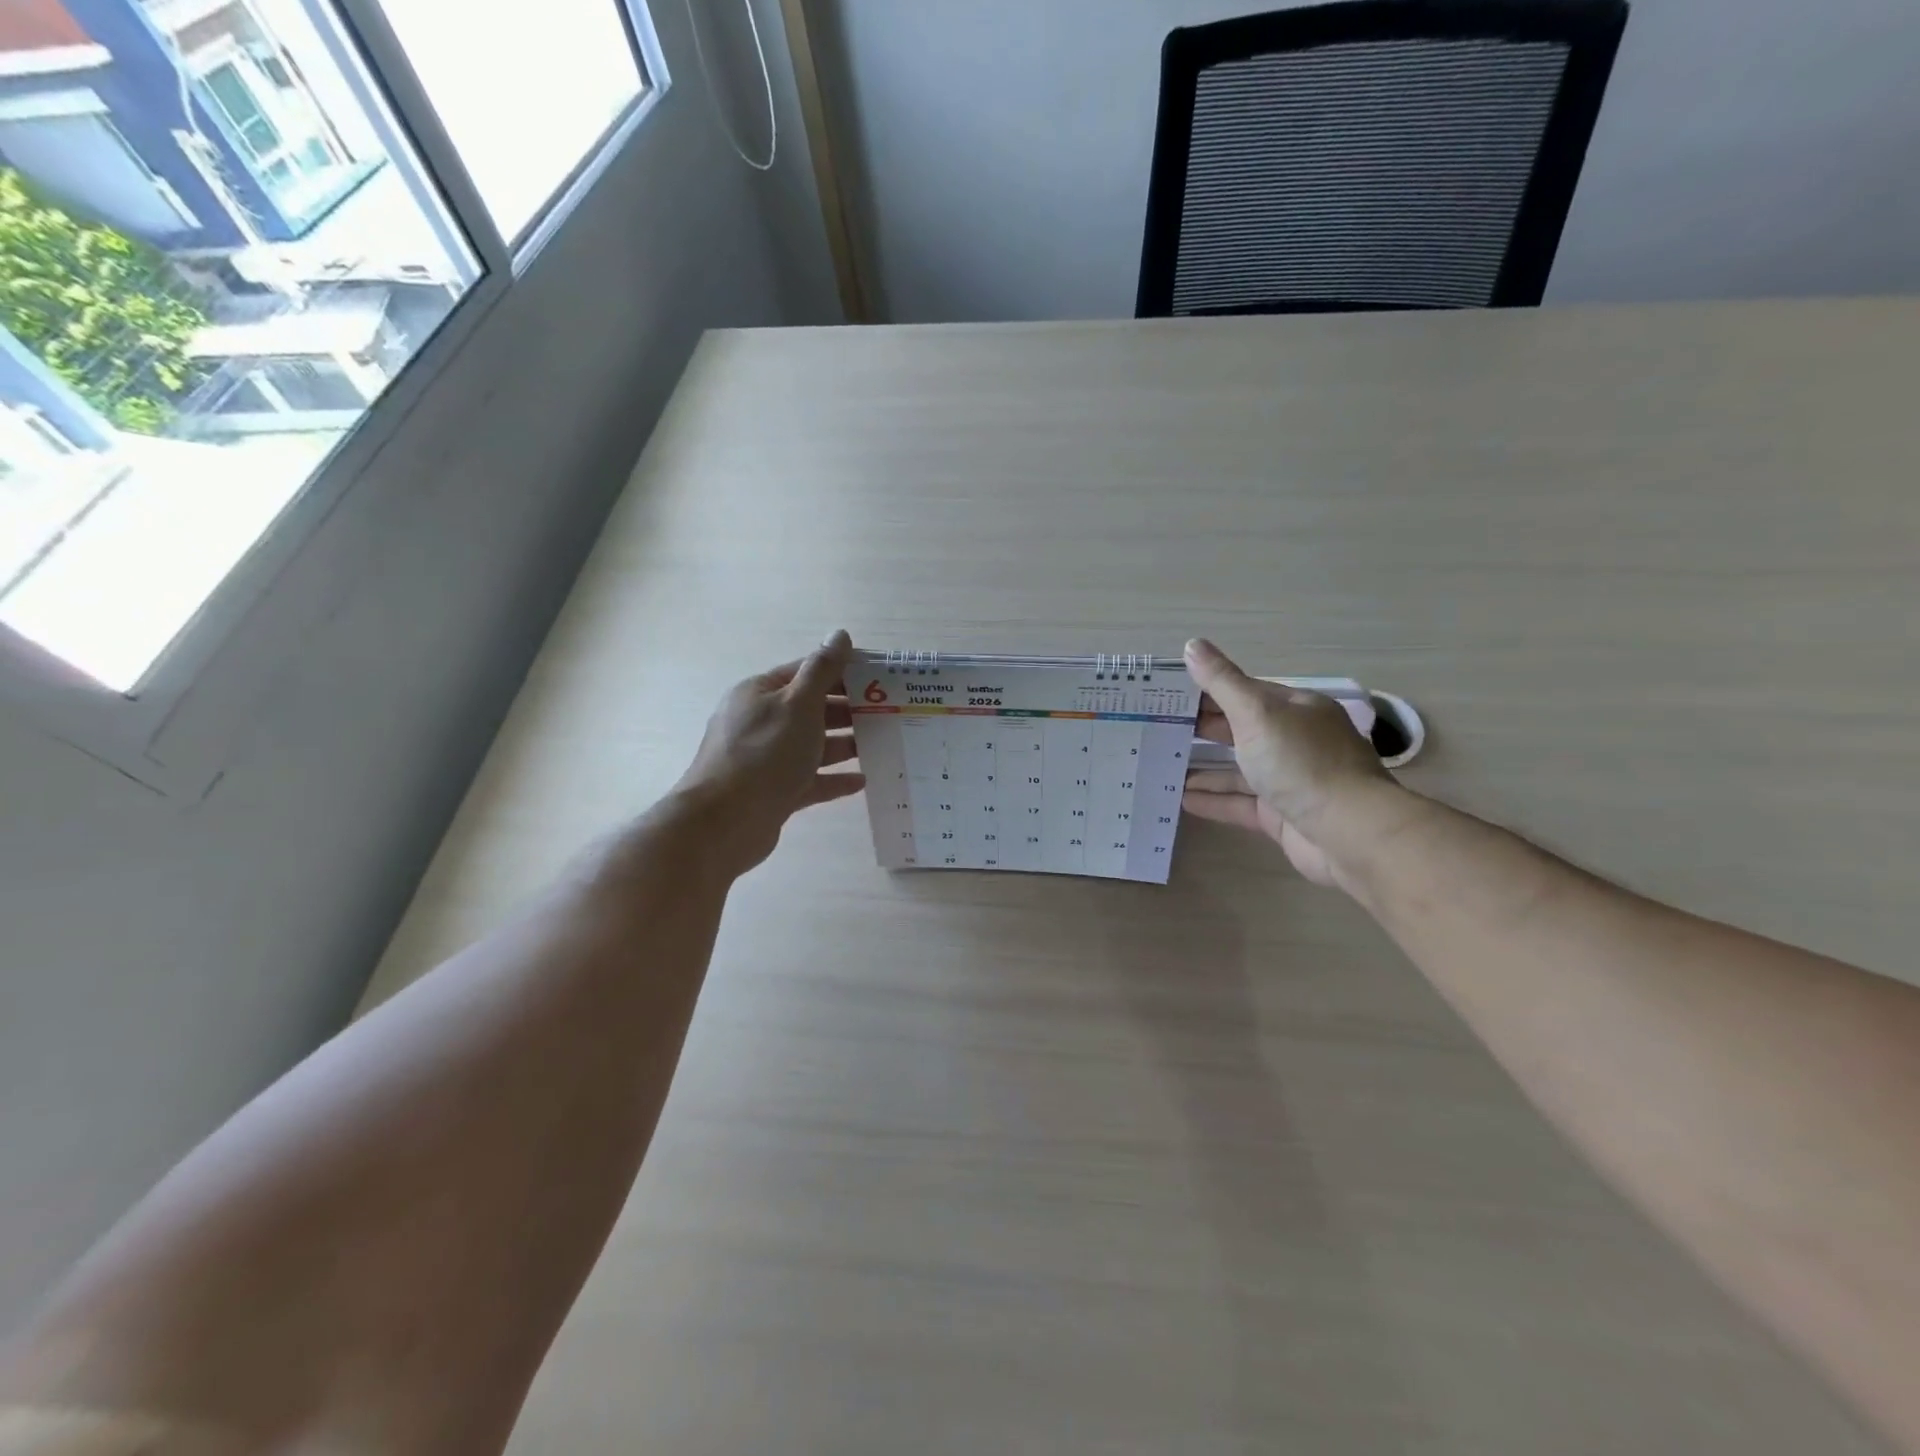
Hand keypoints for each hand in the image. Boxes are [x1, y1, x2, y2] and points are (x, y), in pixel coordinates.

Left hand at [673, 631, 864, 873]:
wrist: (724, 822)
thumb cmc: (764, 754)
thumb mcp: (798, 704)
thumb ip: (822, 670)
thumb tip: (839, 635)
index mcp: (761, 693)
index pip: (807, 671)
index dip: (843, 671)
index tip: (880, 678)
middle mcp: (760, 721)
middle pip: (811, 709)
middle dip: (849, 710)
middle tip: (889, 714)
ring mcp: (766, 759)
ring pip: (812, 745)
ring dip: (845, 744)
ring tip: (881, 745)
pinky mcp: (774, 792)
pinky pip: (810, 780)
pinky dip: (834, 778)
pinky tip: (863, 780)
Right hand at [1181, 638, 1409, 889]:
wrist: (1349, 833)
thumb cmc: (1302, 763)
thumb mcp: (1257, 713)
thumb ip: (1221, 682)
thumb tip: (1192, 644)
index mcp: (1294, 709)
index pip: (1243, 692)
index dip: (1205, 691)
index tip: (1164, 695)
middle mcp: (1293, 741)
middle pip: (1239, 729)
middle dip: (1200, 729)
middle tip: (1154, 730)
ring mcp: (1289, 780)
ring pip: (1238, 769)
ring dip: (1203, 768)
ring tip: (1161, 767)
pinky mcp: (1282, 815)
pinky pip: (1240, 803)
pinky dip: (1214, 800)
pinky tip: (1182, 799)